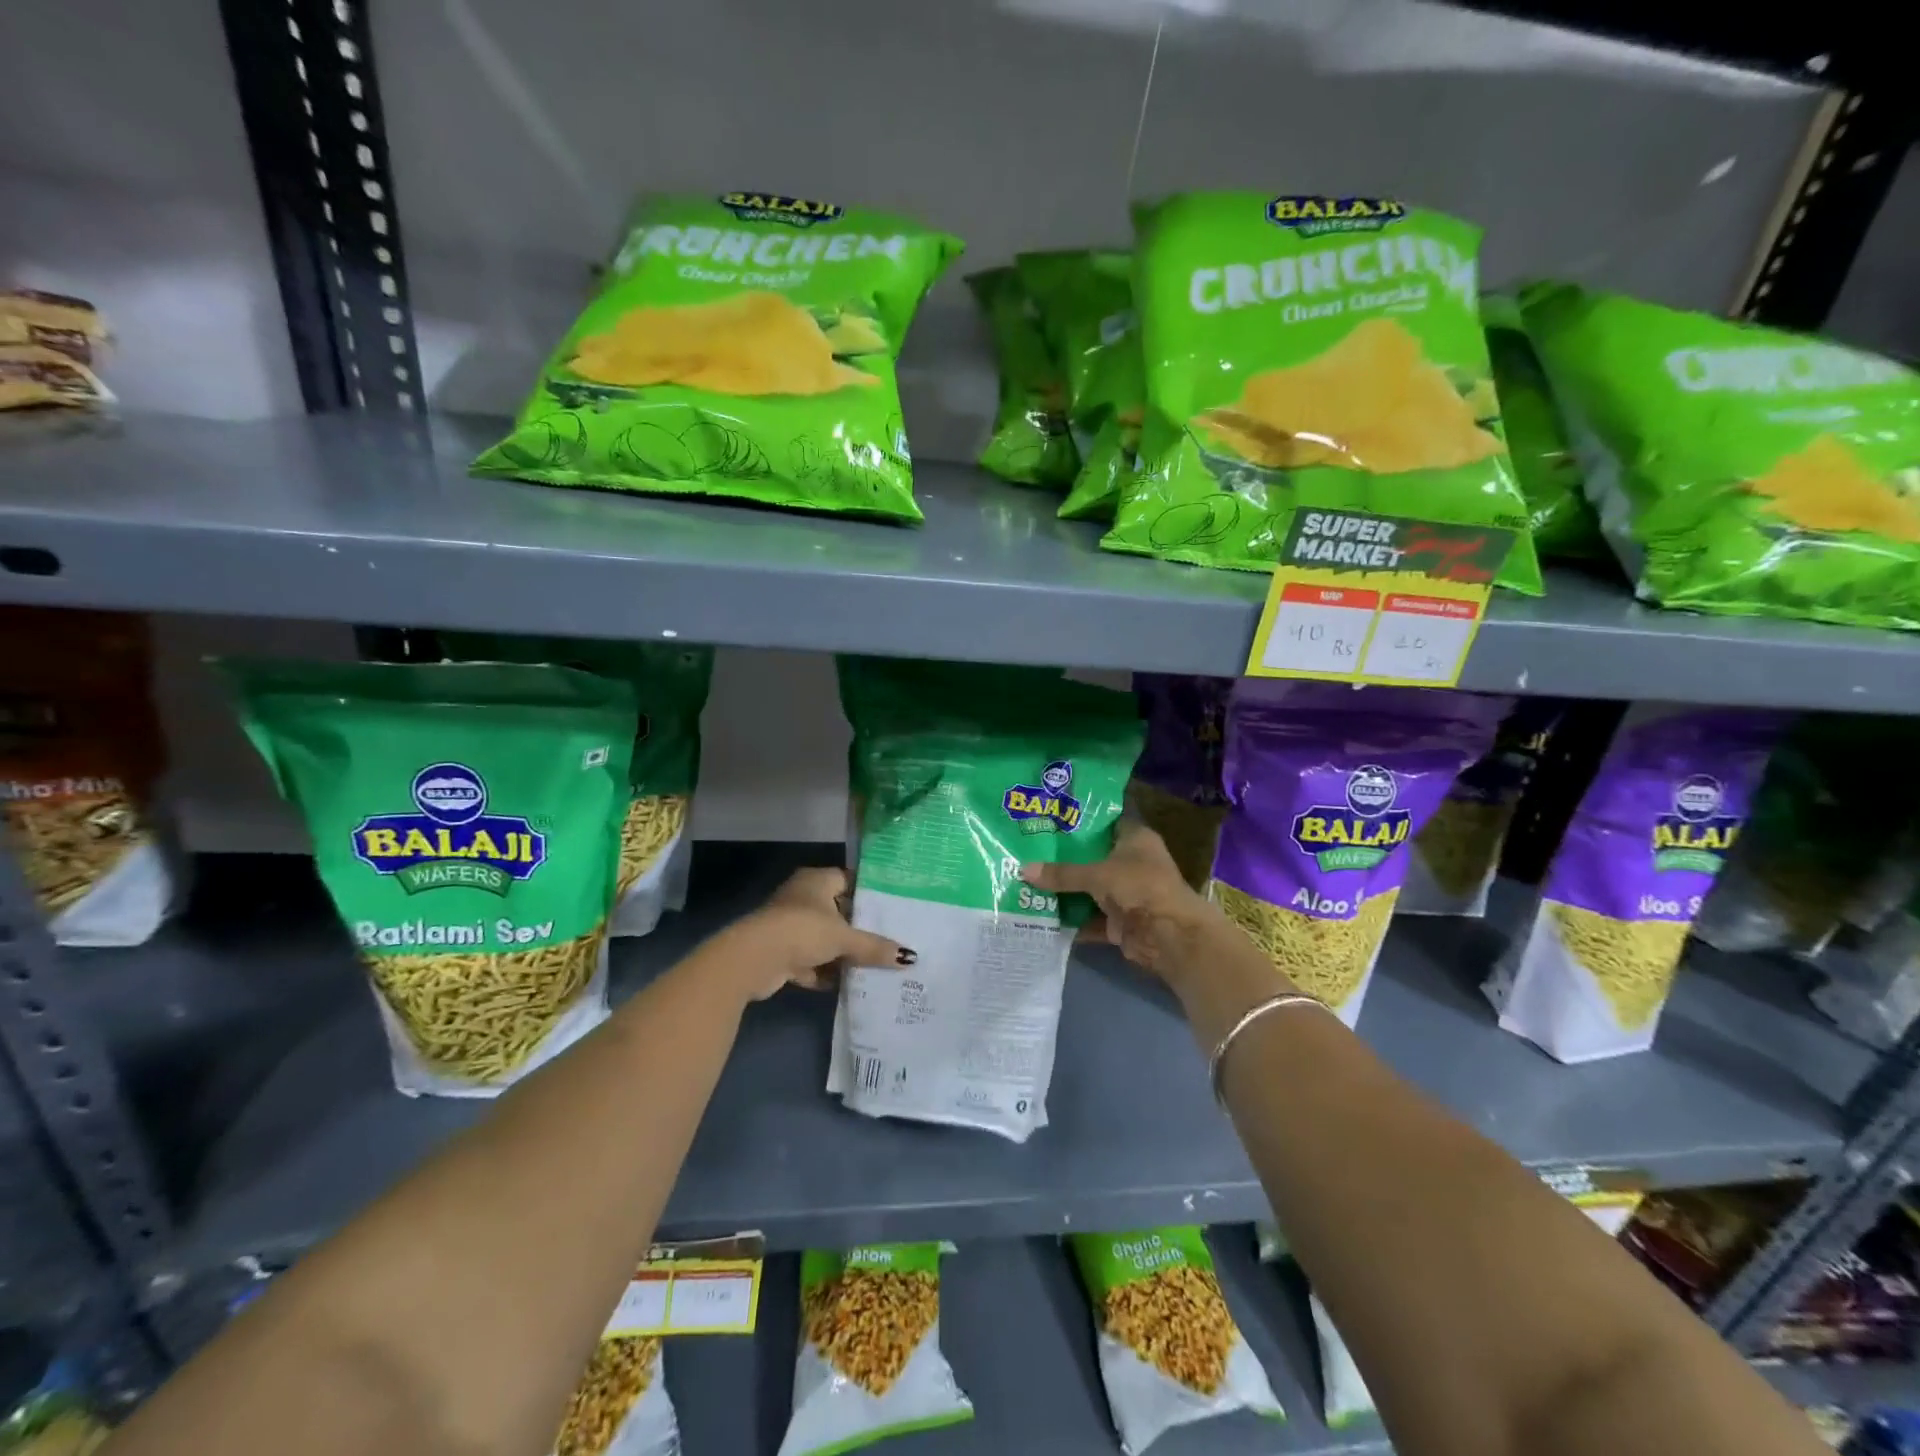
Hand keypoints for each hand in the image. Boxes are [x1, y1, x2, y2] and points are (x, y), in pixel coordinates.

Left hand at [714, 867, 912, 1001]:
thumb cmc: (802, 931)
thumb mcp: (844, 937)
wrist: (754, 959)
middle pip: (838, 912)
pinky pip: (811, 961)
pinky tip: (847, 984)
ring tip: (874, 966)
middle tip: (889, 940)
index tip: (892, 908)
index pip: (848, 880)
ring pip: (824, 939)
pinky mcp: (781, 953)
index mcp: (816, 880)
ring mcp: (789, 926)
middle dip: (858, 929)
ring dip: (842, 954)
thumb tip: (910, 957)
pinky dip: (825, 972)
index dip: (869, 893)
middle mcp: (802, 898)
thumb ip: (874, 947)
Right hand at [1019, 821, 1224, 987]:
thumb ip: (1062, 873)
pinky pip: (1090, 917)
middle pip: (1094, 857)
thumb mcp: (1097, 874)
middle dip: (1065, 858)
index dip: (1081, 820)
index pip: (1106, 821)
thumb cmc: (1139, 887)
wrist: (1169, 935)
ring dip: (1067, 890)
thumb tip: (1023, 870)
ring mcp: (1127, 893)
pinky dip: (1072, 919)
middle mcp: (1133, 863)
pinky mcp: (1121, 921)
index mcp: (1135, 839)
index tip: (1051, 818)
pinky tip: (1043, 915)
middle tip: (1030, 849)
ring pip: (1091, 889)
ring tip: (1029, 881)